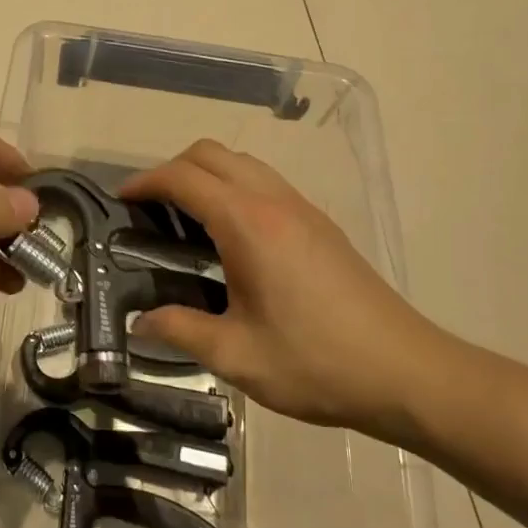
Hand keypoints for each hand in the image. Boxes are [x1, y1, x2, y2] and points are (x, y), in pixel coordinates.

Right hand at [122, 141, 462, 439]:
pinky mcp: (320, 225)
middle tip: (149, 209)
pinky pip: (265, 183)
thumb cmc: (316, 363)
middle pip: (212, 154)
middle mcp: (275, 202)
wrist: (407, 373)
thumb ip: (180, 330)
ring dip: (205, 175)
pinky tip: (228, 237)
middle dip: (172, 169)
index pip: (184, 178)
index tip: (119, 201)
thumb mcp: (237, 355)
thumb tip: (142, 322)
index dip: (145, 182)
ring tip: (183, 219)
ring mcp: (303, 209)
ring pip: (242, 163)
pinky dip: (233, 188)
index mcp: (249, 224)